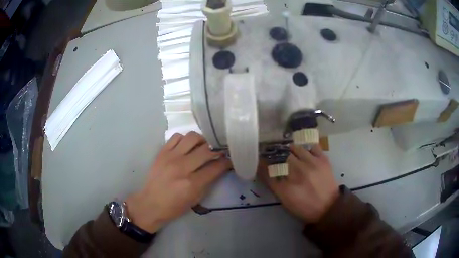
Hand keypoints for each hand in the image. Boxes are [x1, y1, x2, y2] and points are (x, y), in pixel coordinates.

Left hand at [125, 132, 231, 232]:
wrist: (150, 203)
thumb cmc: (174, 206)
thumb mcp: (196, 199)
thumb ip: (208, 182)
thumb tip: (219, 167)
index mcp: (192, 183)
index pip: (216, 167)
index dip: (226, 162)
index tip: (230, 160)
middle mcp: (182, 167)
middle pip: (207, 149)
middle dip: (217, 150)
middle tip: (219, 152)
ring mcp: (170, 157)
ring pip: (192, 137)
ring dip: (202, 141)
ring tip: (203, 147)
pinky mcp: (162, 152)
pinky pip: (177, 137)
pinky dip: (185, 139)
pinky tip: (187, 147)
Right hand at [259, 145, 338, 222]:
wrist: (328, 207)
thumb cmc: (304, 206)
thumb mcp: (285, 200)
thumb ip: (272, 184)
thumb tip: (263, 168)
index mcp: (286, 186)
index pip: (269, 169)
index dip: (264, 163)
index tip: (263, 160)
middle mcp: (297, 172)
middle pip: (282, 156)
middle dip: (278, 156)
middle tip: (279, 158)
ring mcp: (311, 164)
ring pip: (295, 148)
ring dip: (291, 150)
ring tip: (292, 153)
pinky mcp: (323, 160)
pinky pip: (312, 146)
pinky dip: (307, 147)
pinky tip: (306, 152)